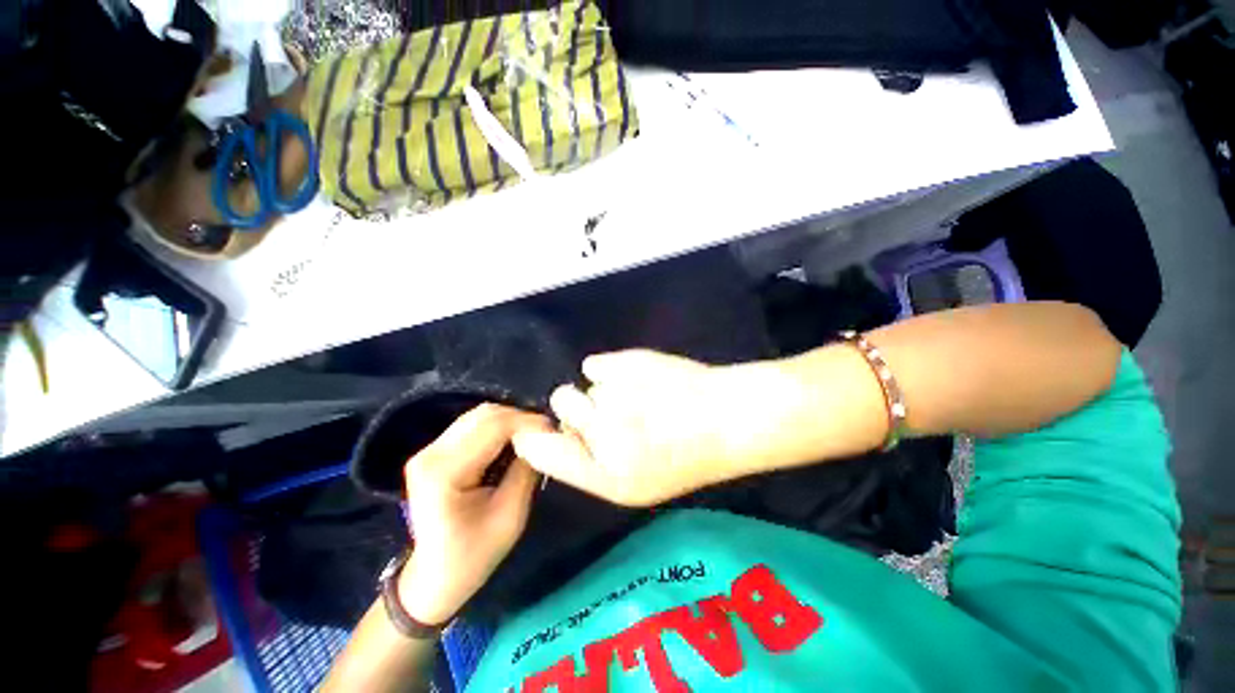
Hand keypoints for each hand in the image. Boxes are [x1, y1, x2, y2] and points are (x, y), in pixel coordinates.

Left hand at [398, 404, 550, 624]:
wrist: (433, 578)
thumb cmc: (473, 556)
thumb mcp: (510, 516)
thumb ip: (526, 470)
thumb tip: (543, 438)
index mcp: (444, 472)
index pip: (493, 426)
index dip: (528, 423)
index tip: (554, 431)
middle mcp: (431, 453)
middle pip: (485, 415)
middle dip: (521, 419)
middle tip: (546, 434)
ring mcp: (429, 450)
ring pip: (479, 415)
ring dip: (510, 421)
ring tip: (533, 436)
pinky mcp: (434, 452)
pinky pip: (473, 426)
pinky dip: (498, 427)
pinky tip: (513, 441)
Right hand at [512, 350, 749, 506]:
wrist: (726, 419)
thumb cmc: (685, 457)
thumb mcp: (636, 484)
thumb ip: (590, 464)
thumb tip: (559, 433)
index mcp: (605, 475)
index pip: (539, 450)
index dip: (534, 437)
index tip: (541, 430)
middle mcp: (603, 434)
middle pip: (561, 402)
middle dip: (579, 407)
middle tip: (611, 413)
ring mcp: (615, 395)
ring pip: (586, 384)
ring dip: (604, 391)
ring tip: (640, 399)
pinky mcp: (626, 363)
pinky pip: (597, 364)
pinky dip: (611, 369)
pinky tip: (639, 379)